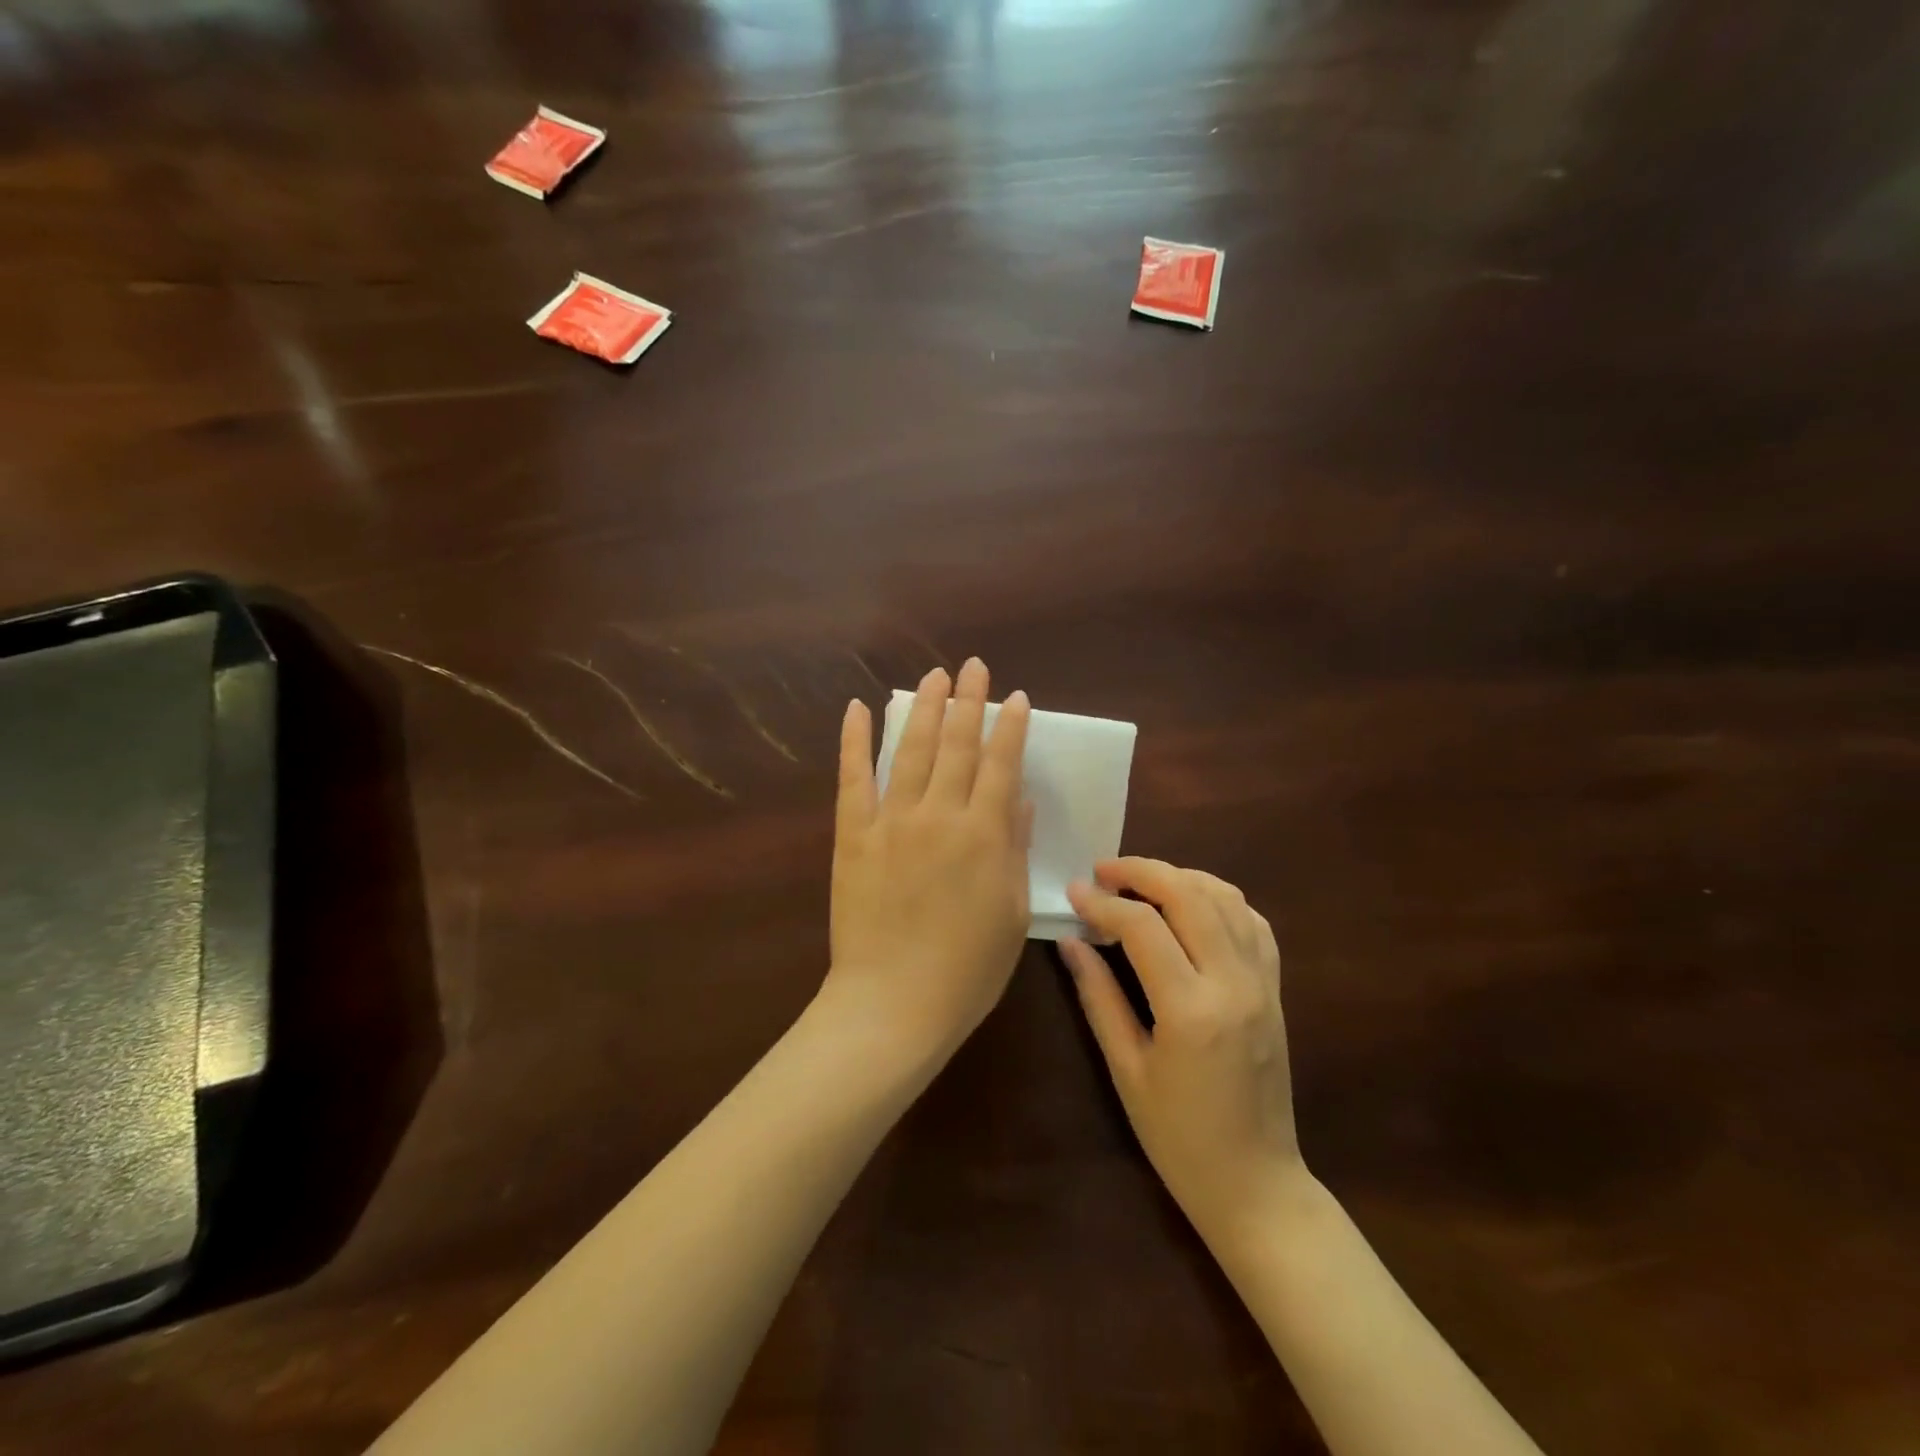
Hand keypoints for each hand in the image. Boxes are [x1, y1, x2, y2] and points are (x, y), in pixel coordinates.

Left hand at [824, 658, 1032, 1061]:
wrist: (893, 1004)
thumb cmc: (966, 969)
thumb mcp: (1010, 912)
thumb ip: (1013, 848)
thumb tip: (1018, 798)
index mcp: (984, 835)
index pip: (1000, 765)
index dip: (1009, 727)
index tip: (1015, 697)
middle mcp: (939, 815)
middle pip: (956, 745)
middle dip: (968, 701)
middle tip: (973, 666)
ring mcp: (891, 821)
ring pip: (910, 750)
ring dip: (923, 708)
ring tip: (934, 676)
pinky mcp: (853, 834)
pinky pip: (853, 778)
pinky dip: (854, 741)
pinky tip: (859, 709)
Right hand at [1062, 859, 1302, 1250]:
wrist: (1257, 1185)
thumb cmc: (1179, 1138)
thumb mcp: (1126, 1070)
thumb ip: (1098, 997)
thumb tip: (1070, 941)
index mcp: (1191, 1010)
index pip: (1142, 927)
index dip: (1102, 901)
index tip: (1073, 892)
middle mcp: (1234, 983)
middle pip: (1190, 894)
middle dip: (1142, 871)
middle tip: (1103, 870)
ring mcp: (1263, 983)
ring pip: (1226, 897)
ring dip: (1180, 877)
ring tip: (1141, 882)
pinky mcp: (1276, 989)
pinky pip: (1253, 921)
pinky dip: (1218, 898)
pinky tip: (1190, 905)